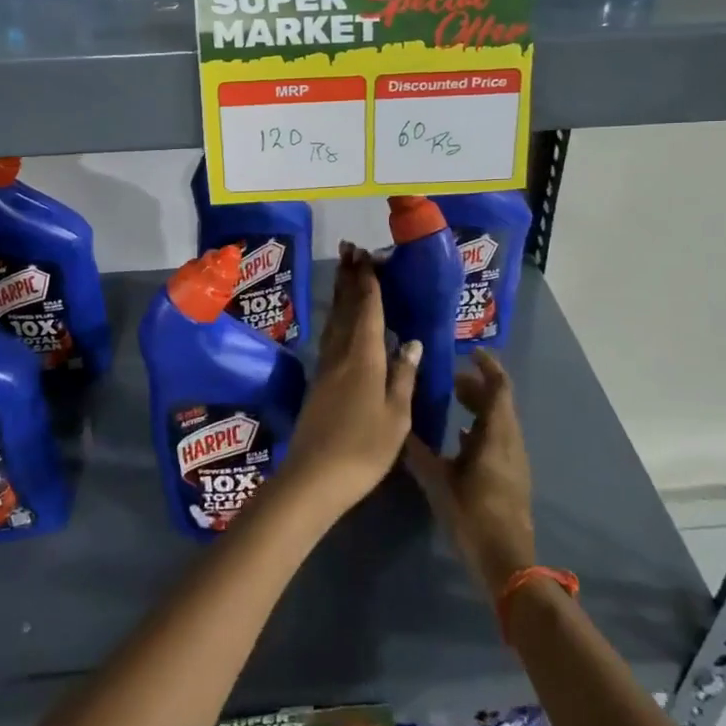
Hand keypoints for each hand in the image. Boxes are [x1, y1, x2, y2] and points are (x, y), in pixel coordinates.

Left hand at [276, 243, 421, 521]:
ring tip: (344, 272)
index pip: (368, 310)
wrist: (315, 476)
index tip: (368, 256)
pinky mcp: (319, 381)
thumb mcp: (396, 416)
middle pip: (346, 308)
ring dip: (340, 293)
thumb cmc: (364, 448)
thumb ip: (403, 376)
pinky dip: (337, 318)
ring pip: (335, 320)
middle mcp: (342, 354)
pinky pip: (330, 336)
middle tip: (350, 248)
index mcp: (364, 357)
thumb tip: (410, 342)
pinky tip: (340, 320)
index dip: (369, 282)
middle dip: (350, 277)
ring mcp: (326, 367)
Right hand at [403, 350, 535, 599]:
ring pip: (499, 421)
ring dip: (479, 407)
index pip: (499, 388)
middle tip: (450, 379)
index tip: (470, 353)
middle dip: (477, 386)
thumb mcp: (438, 482)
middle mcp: (510, 441)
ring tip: (451, 403)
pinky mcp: (511, 477)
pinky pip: (498, 439)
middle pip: (499, 403)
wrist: (506, 562)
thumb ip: (419, 452)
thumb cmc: (473, 515)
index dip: (488, 367)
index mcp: (497, 434)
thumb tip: (399, 428)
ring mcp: (513, 460)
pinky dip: (481, 428)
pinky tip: (459, 439)